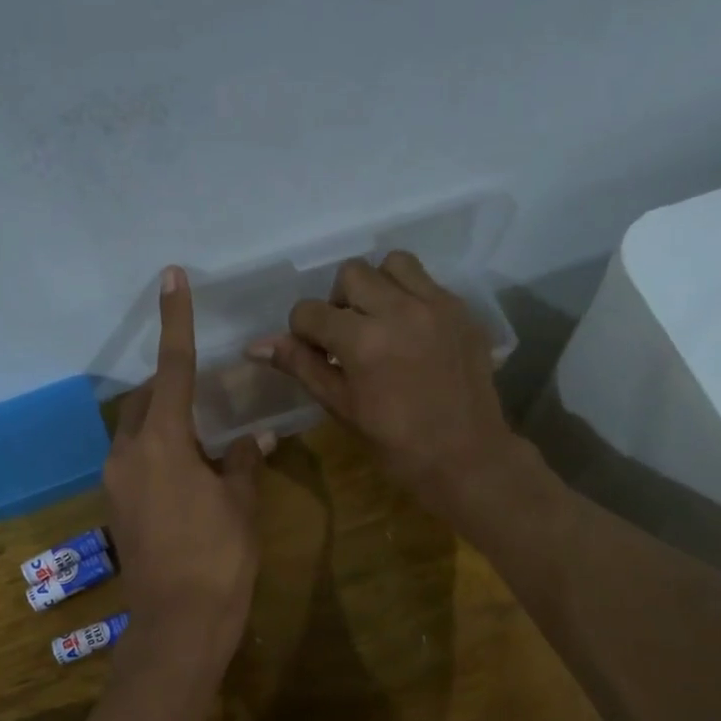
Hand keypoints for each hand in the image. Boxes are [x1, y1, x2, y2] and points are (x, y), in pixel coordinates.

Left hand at [104, 267, 264, 675]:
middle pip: (144, 400)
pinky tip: (189, 475)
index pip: (172, 368)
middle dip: (170, 386)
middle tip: (206, 395)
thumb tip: (256, 437)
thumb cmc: (218, 558)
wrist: (179, 624)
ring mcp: (116, 482)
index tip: (171, 278)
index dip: (176, 321)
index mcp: (162, 443)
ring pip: (135, 431)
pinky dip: (158, 452)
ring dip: (164, 423)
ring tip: (203, 441)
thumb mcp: (241, 503)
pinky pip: (134, 461)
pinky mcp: (116, 507)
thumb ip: (244, 461)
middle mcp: (128, 454)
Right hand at [251, 251, 519, 518]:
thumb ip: (301, 366)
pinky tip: (410, 331)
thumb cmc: (395, 443)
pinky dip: (409, 296)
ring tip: (380, 321)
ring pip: (392, 264)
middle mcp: (399, 310)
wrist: (464, 456)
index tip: (315, 354)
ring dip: (376, 286)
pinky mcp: (461, 310)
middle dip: (339, 302)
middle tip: (347, 337)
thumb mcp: (340, 406)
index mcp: (362, 341)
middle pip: (350, 274)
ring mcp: (435, 305)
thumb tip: (256, 346)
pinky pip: (426, 281)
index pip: (310, 311)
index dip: (303, 332)